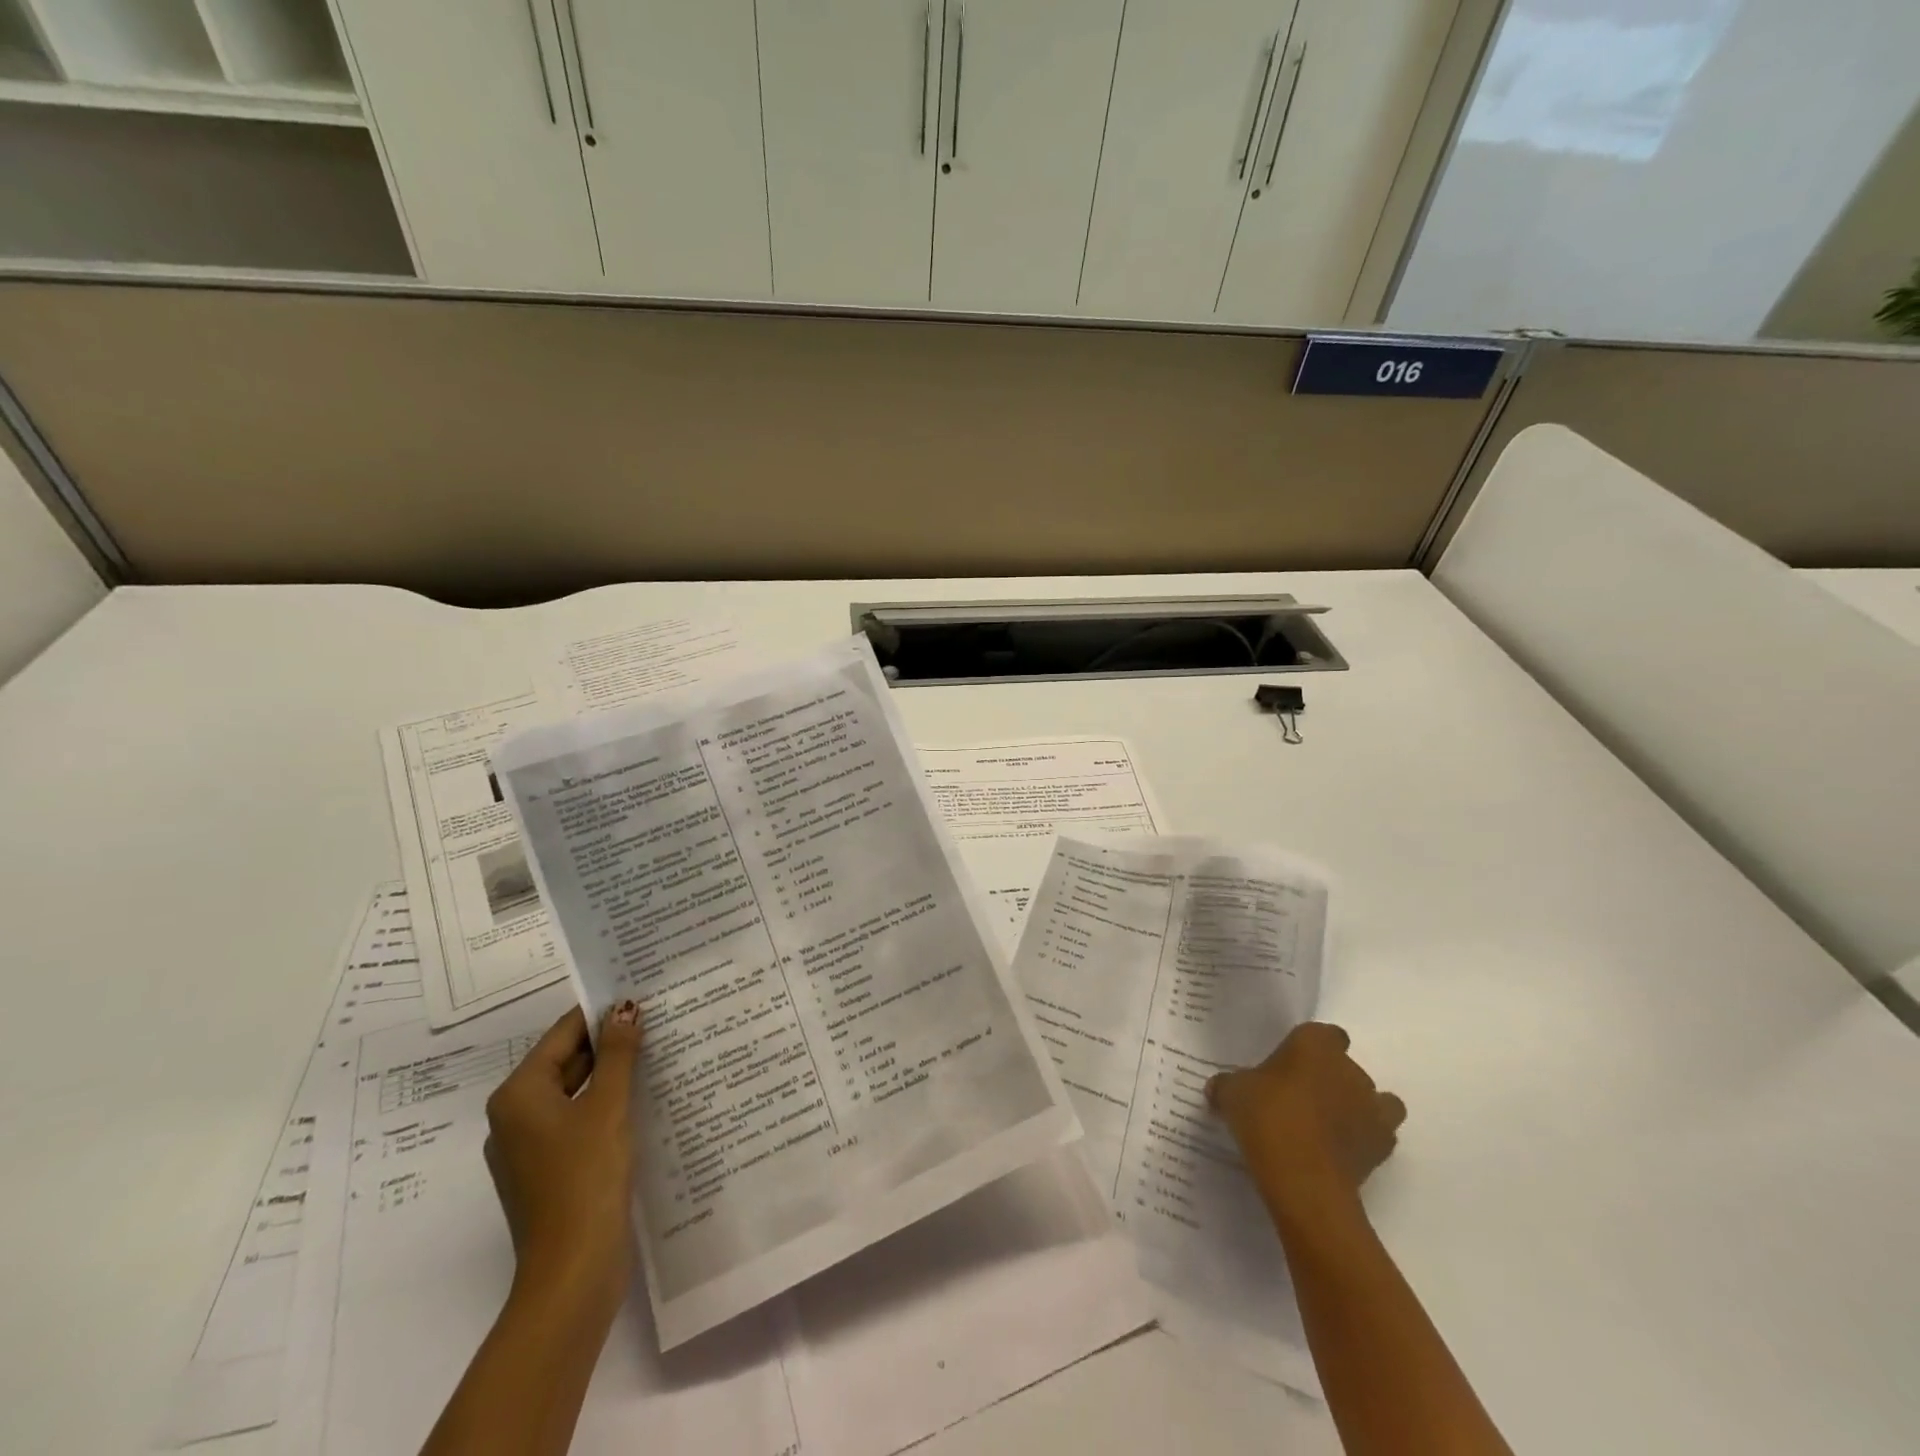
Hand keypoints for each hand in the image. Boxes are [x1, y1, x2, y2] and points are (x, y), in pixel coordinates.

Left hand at [484, 1002, 642, 1325]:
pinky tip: (644, 1099)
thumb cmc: (586, 1177)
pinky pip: (578, 1121)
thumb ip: (618, 1053)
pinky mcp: (549, 1172)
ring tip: (659, 1051)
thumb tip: (624, 1008)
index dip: (601, 1012)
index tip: (640, 993)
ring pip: (575, 1093)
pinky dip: (607, 1106)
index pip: (563, 1033)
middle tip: (658, 1018)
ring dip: (612, 1074)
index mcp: (519, 1094)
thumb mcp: (608, 1105)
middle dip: (610, 1043)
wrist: (573, 1271)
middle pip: (567, 1062)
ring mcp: (530, 1148)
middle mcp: (515, 1116)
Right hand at [1207, 1023, 1404, 1225]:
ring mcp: (1372, 1107)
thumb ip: (1229, 1085)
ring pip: (1371, 1098)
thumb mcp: (1231, 1093)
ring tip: (1323, 1127)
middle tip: (1296, 1099)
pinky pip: (1379, 1134)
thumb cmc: (1266, 1117)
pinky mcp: (1384, 1146)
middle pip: (1344, 1066)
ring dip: (1353, 1107)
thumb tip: (1219, 1088)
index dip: (1308, 1049)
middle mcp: (1349, 1068)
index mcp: (1314, 1043)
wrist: (1303, 1179)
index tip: (1288, 1065)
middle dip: (1326, 1079)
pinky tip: (1340, 1151)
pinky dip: (1365, 1139)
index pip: (1322, 1034)